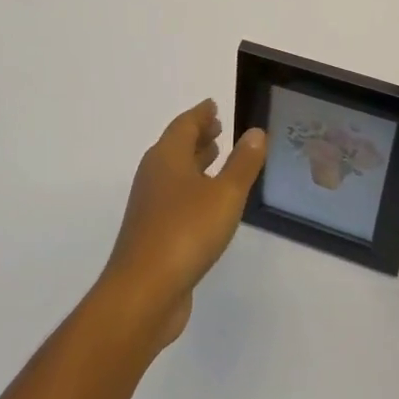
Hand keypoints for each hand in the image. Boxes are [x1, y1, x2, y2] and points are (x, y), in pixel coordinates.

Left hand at [100, 101, 265, 349]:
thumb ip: (242, 163)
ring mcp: (150, 206)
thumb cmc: (185, 233)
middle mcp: (154, 175)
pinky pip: (174, 198)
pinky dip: (192, 189)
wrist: (143, 293)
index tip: (214, 105)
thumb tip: (255, 132)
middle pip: (176, 146)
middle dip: (197, 136)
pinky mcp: (152, 233)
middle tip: (218, 127)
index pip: (184, 125)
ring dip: (194, 162)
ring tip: (216, 157)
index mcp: (167, 157)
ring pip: (174, 173)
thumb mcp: (225, 194)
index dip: (201, 114)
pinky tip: (208, 203)